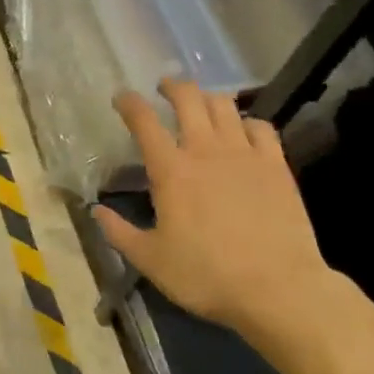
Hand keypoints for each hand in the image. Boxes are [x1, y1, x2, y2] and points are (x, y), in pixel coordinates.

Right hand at [91, 80, 345, 363]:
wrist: (276, 287)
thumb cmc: (205, 275)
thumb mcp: (150, 260)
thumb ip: (119, 233)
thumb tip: (96, 211)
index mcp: (171, 170)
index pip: (144, 122)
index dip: (129, 103)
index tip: (122, 97)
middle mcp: (206, 150)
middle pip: (188, 99)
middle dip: (173, 86)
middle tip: (164, 88)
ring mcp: (245, 154)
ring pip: (225, 106)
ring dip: (208, 98)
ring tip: (201, 103)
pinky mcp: (276, 165)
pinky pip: (261, 127)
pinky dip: (247, 122)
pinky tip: (243, 130)